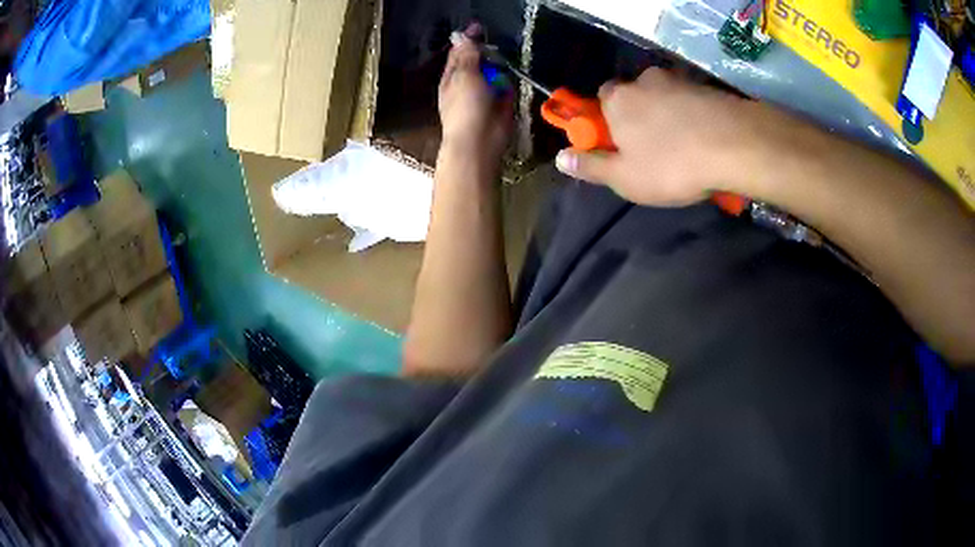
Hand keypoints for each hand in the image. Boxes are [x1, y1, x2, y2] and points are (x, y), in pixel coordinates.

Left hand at [438, 25, 513, 163]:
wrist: (480, 142)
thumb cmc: (467, 107)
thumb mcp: (464, 75)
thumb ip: (467, 54)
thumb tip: (464, 35)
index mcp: (452, 76)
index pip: (459, 52)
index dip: (468, 40)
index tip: (479, 28)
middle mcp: (467, 83)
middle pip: (479, 61)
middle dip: (487, 54)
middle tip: (495, 51)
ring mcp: (485, 93)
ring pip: (494, 72)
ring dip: (499, 68)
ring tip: (502, 67)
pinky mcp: (500, 103)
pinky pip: (506, 87)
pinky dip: (508, 84)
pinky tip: (508, 83)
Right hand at [555, 68, 762, 206]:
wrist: (734, 145)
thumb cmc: (672, 164)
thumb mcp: (625, 177)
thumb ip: (591, 166)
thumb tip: (560, 159)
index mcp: (617, 99)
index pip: (600, 99)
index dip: (606, 121)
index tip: (618, 144)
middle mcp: (644, 81)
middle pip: (634, 96)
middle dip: (638, 117)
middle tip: (653, 149)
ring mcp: (677, 80)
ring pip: (664, 97)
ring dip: (668, 116)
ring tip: (684, 147)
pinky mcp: (706, 87)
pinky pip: (690, 101)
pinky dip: (691, 116)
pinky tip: (703, 139)